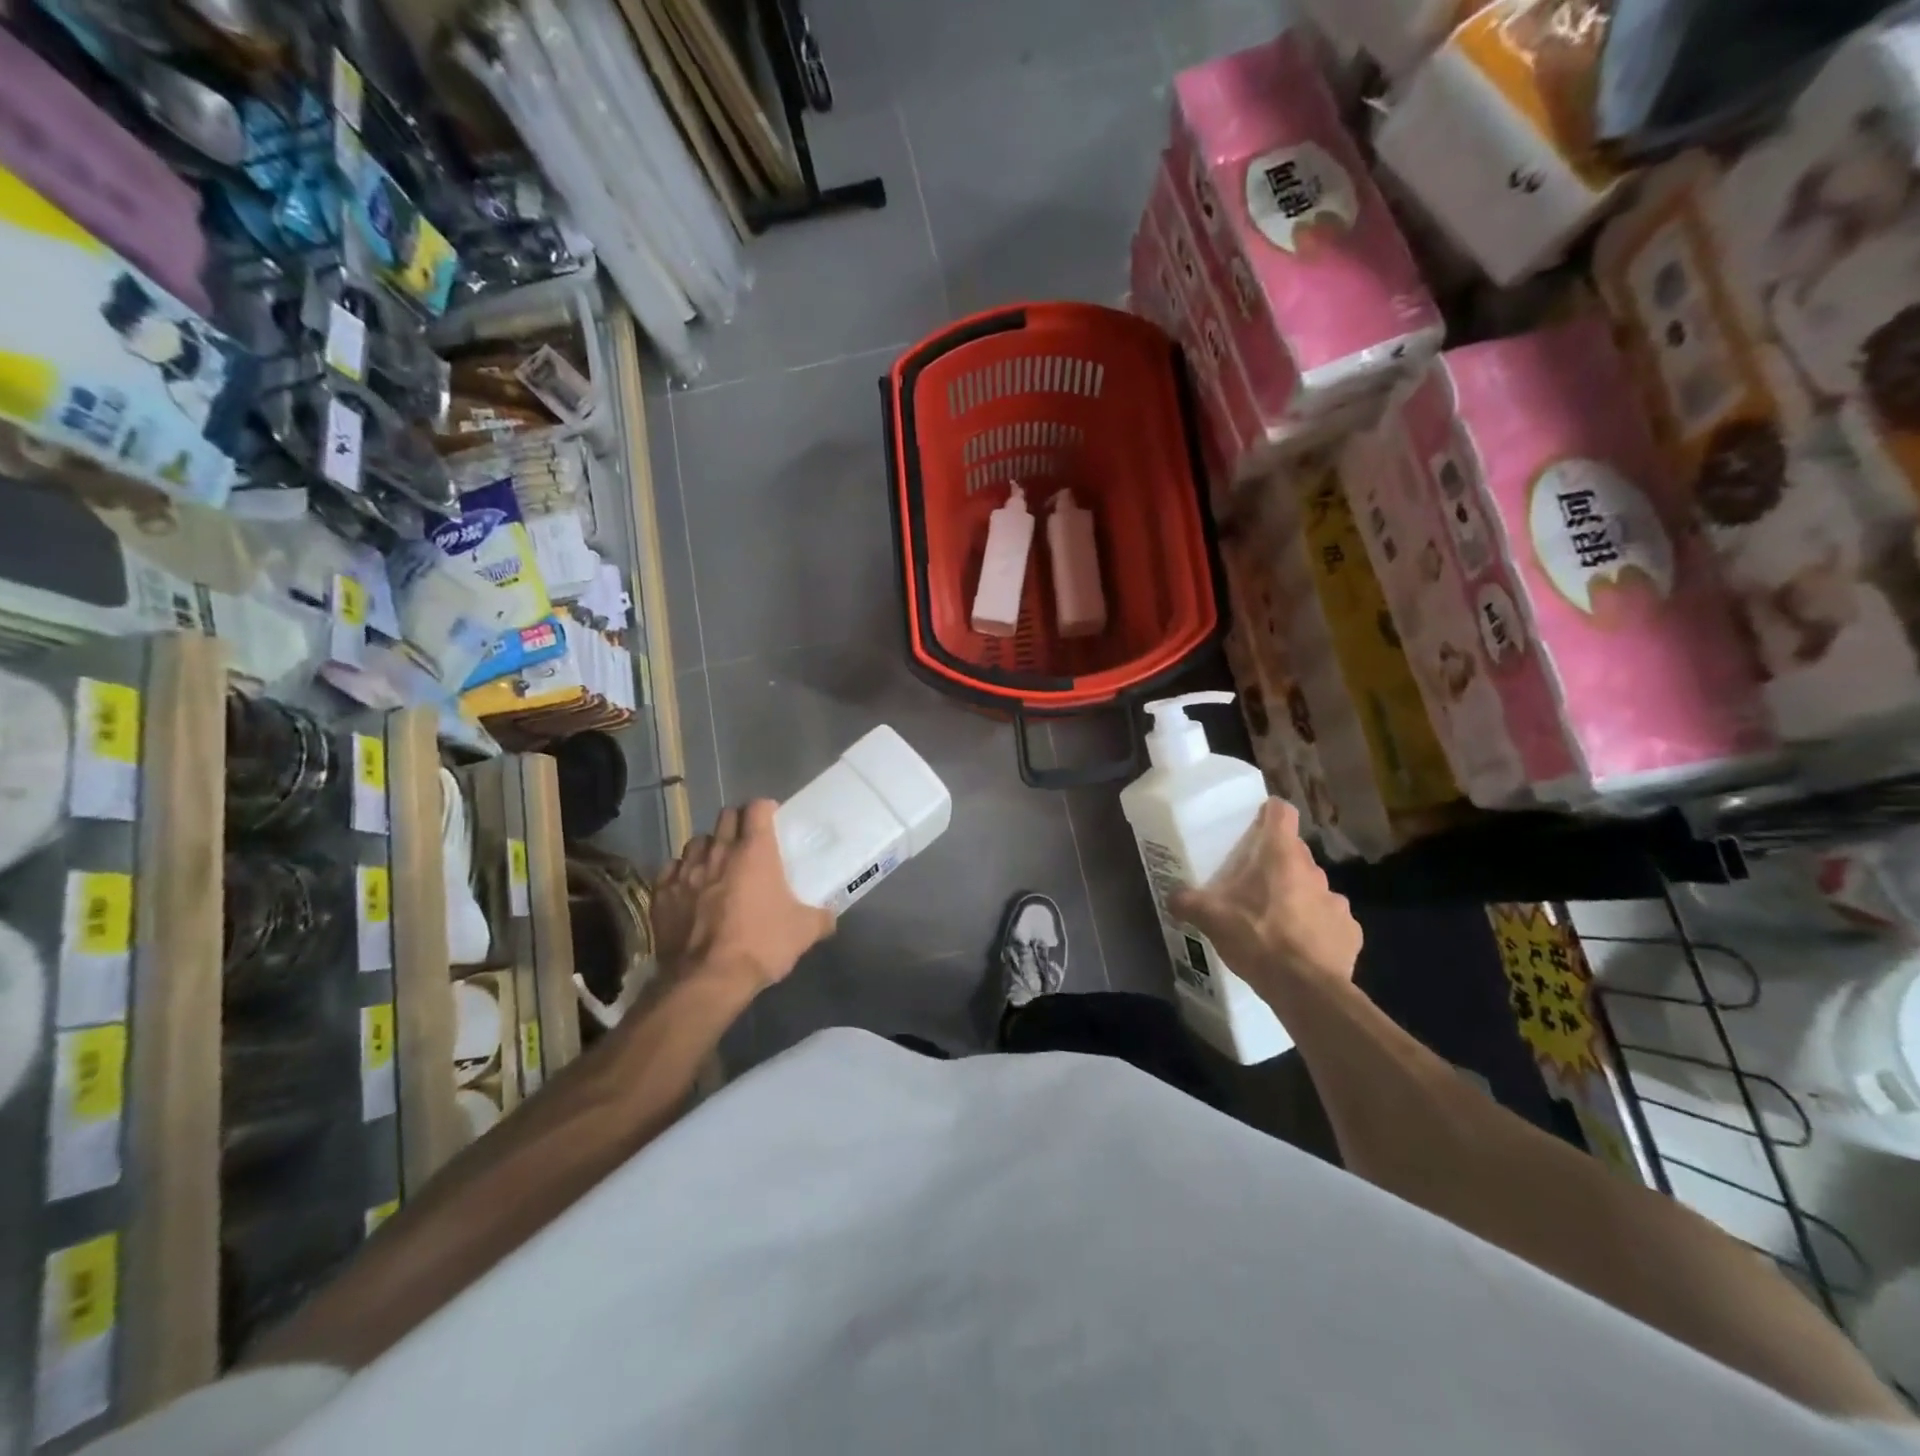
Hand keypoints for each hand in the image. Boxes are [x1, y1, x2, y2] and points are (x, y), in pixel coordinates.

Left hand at [652, 801, 833, 996]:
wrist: (707, 980)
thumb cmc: (761, 945)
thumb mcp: (804, 932)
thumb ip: (821, 917)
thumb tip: (830, 916)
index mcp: (755, 852)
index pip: (758, 808)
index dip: (765, 810)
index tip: (772, 820)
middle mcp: (719, 851)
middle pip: (726, 816)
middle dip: (737, 823)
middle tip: (747, 842)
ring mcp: (686, 870)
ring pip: (697, 841)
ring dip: (709, 847)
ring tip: (717, 865)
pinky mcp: (662, 892)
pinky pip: (671, 869)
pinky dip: (681, 873)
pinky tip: (689, 888)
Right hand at [1168, 799, 1361, 1003]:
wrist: (1306, 990)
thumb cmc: (1257, 938)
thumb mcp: (1211, 919)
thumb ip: (1188, 902)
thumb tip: (1171, 896)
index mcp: (1280, 856)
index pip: (1282, 812)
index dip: (1269, 813)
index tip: (1256, 823)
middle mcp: (1314, 870)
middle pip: (1294, 853)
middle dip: (1276, 864)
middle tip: (1252, 884)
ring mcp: (1337, 901)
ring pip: (1313, 888)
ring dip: (1298, 897)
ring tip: (1277, 922)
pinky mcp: (1351, 932)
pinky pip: (1330, 921)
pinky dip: (1317, 929)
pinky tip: (1300, 948)